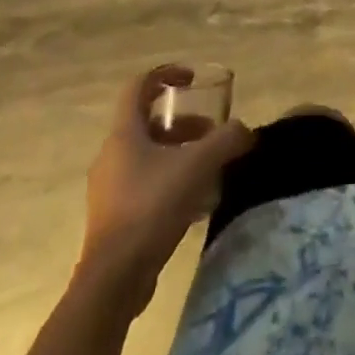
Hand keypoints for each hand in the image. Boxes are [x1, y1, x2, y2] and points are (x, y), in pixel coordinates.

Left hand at [79, 65, 253, 304]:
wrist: (113, 280)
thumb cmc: (151, 208)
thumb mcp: (198, 166)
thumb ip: (226, 140)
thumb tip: (246, 131)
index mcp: (124, 134)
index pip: (138, 86)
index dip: (165, 74)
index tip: (192, 80)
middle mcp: (111, 155)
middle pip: (147, 122)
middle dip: (183, 122)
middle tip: (210, 132)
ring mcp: (108, 188)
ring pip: (147, 155)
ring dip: (178, 153)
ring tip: (208, 168)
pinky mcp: (113, 218)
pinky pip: (144, 184)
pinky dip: (169, 180)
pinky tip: (194, 201)